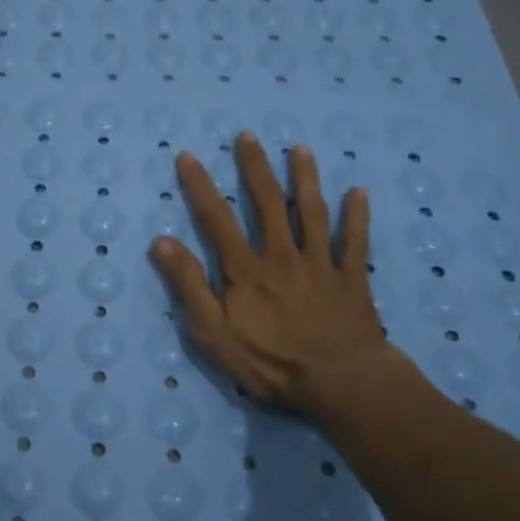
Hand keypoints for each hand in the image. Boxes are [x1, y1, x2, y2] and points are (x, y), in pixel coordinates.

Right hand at [150, 131, 399, 424]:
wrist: (342, 383)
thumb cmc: (271, 362)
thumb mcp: (214, 332)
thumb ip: (189, 286)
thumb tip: (161, 242)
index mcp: (246, 269)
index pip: (216, 218)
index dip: (200, 186)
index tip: (187, 156)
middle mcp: (282, 255)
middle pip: (268, 203)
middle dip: (255, 168)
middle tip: (248, 136)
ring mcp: (321, 264)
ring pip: (312, 213)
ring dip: (306, 179)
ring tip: (301, 150)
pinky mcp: (352, 279)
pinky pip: (356, 242)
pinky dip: (357, 217)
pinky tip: (358, 193)